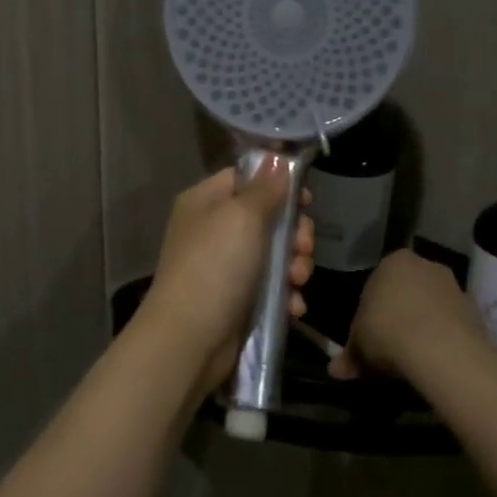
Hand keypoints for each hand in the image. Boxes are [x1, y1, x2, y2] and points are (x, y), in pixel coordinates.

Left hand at [136, 163, 314, 396]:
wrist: (190, 338)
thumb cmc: (215, 266)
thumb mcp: (243, 217)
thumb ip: (265, 188)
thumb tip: (276, 159)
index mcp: (206, 202)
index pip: (246, 179)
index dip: (279, 186)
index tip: (307, 201)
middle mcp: (213, 230)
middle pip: (267, 219)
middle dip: (294, 234)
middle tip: (303, 249)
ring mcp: (224, 267)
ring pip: (274, 256)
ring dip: (295, 268)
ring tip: (298, 282)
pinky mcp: (236, 301)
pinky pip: (269, 289)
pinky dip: (284, 296)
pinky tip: (291, 307)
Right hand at [331, 248, 484, 382]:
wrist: (441, 349)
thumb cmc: (387, 332)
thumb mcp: (358, 346)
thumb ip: (349, 355)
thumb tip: (335, 370)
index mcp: (393, 262)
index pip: (375, 285)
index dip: (369, 314)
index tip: (367, 338)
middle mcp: (426, 266)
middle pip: (406, 294)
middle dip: (397, 319)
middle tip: (387, 351)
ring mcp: (454, 287)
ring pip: (430, 309)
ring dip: (421, 330)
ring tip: (411, 362)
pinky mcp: (476, 312)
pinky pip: (450, 326)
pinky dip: (442, 342)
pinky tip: (434, 364)